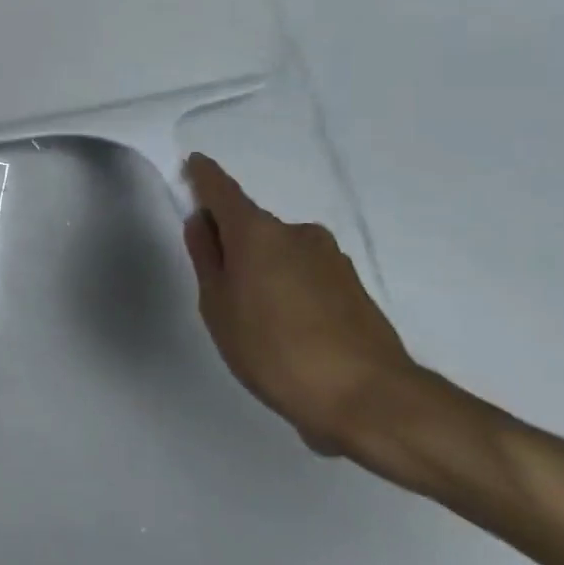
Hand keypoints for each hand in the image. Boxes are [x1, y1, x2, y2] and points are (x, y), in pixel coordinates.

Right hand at [182, 153, 420, 457]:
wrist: (370, 399)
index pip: (222, 190)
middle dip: (233, 244)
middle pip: (253, 227)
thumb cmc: (274, 350)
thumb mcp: (219, 307)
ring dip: (264, 272)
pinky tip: (290, 335)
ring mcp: (330, 259)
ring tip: (258, 324)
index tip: (193, 165)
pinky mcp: (353, 287)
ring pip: (281, 253)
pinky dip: (290, 292)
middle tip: (219, 288)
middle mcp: (297, 233)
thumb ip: (207, 259)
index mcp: (257, 233)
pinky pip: (305, 276)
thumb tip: (202, 222)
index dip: (204, 177)